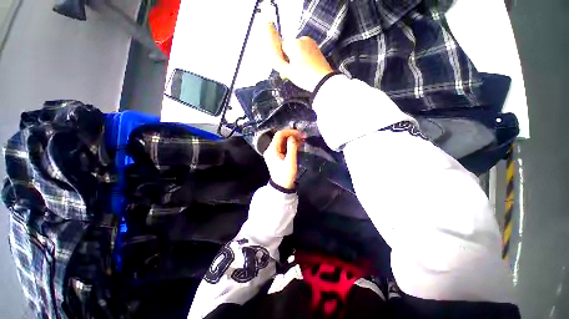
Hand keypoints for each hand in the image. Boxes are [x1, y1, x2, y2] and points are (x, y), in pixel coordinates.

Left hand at [263, 129, 301, 189]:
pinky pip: (282, 147)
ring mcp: (272, 153)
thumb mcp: (291, 161)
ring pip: (282, 142)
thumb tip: (293, 137)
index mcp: (272, 149)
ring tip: (302, 141)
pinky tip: (297, 146)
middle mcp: (270, 149)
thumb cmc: (286, 175)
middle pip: (280, 137)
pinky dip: (289, 145)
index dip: (290, 131)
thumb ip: (292, 147)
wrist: (281, 187)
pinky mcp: (276, 156)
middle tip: (303, 137)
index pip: (279, 134)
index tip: (300, 134)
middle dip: (292, 135)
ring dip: (291, 140)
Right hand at [267, 23, 333, 91]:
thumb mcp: (288, 72)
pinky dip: (303, 58)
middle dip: (289, 59)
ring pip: (297, 50)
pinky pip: (305, 51)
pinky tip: (306, 68)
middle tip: (292, 73)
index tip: (285, 69)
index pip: (281, 47)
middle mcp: (302, 39)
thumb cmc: (304, 77)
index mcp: (294, 44)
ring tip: (300, 71)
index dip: (282, 59)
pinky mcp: (316, 48)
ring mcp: (311, 43)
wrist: (323, 80)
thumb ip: (277, 62)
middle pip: (289, 48)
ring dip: (296, 59)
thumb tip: (270, 54)